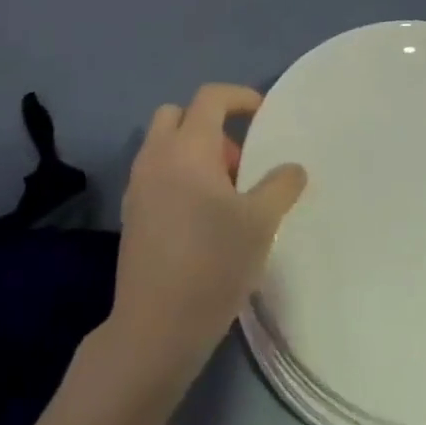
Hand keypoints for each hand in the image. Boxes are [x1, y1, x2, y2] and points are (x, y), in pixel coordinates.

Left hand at [107, 84, 306, 388]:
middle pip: (178, 113)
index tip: (263, 114)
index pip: (210, 97)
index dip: (239, 96)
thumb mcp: (261, 223)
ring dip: (193, 151)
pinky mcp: (131, 213)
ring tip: (224, 194)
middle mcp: (156, 156)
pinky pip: (156, 172)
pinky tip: (200, 217)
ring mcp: (138, 185)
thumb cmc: (212, 264)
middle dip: (209, 124)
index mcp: (187, 147)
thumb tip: (293, 168)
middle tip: (237, 161)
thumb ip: (280, 186)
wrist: (155, 328)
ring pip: (163, 144)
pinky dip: (177, 175)